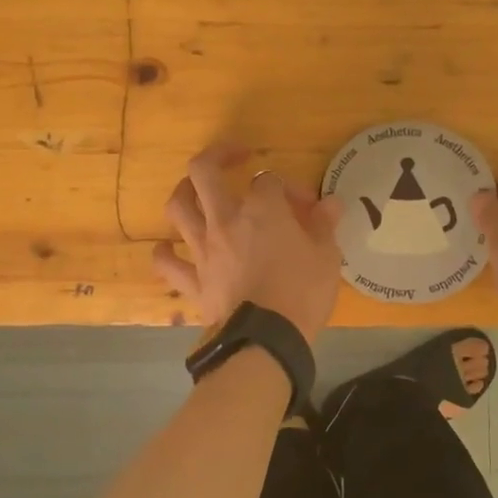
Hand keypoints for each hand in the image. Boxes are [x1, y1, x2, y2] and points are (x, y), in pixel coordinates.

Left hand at [153, 143, 344, 344]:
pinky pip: (169, 263)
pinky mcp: (192, 280)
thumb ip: (325, 225)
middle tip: (235, 157)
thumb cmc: (302, 293)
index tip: (308, 207)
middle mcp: (225, 220)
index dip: (289, 188)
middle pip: (204, 172)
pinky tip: (169, 247)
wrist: (267, 341)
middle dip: (217, 157)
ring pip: (179, 207)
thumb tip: (331, 203)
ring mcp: (203, 249)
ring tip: (195, 190)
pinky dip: (166, 252)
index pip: (270, 180)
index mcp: (262, 210)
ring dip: (184, 191)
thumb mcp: (327, 257)